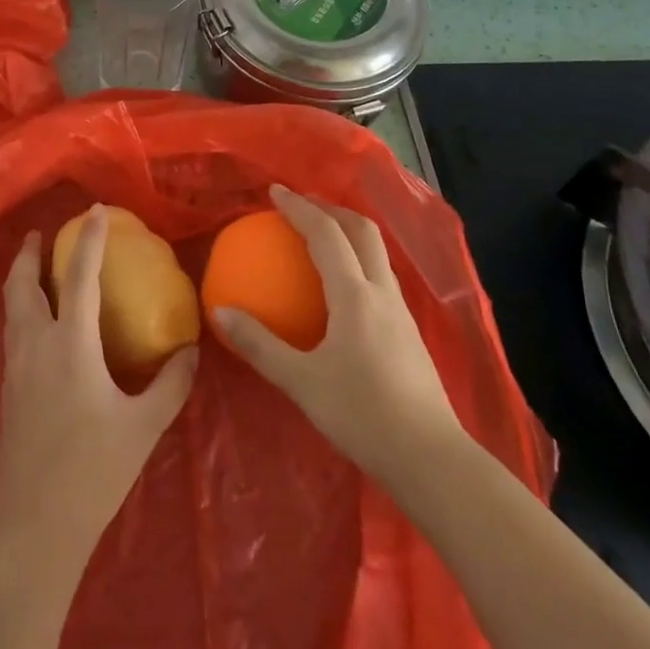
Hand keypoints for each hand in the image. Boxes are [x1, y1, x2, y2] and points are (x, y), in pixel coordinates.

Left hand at [0, 206, 198, 566]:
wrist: (35, 524)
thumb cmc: (94, 471)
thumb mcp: (144, 427)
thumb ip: (171, 384)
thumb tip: (192, 350)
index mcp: (70, 346)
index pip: (79, 278)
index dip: (88, 241)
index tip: (94, 212)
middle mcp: (36, 346)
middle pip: (22, 285)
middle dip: (29, 254)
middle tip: (42, 233)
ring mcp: (16, 367)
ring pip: (10, 307)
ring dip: (20, 278)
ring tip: (34, 266)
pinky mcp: (8, 389)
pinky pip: (11, 330)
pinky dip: (20, 308)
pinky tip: (37, 320)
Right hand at [213, 185, 464, 488]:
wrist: (430, 457)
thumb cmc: (362, 415)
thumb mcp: (301, 382)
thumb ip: (259, 345)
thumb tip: (219, 312)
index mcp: (355, 295)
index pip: (326, 234)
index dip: (300, 207)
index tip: (275, 191)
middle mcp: (382, 292)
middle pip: (362, 231)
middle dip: (332, 208)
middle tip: (302, 203)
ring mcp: (401, 311)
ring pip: (376, 252)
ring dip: (349, 231)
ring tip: (322, 234)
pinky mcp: (409, 331)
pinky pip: (380, 276)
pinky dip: (358, 260)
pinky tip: (343, 286)